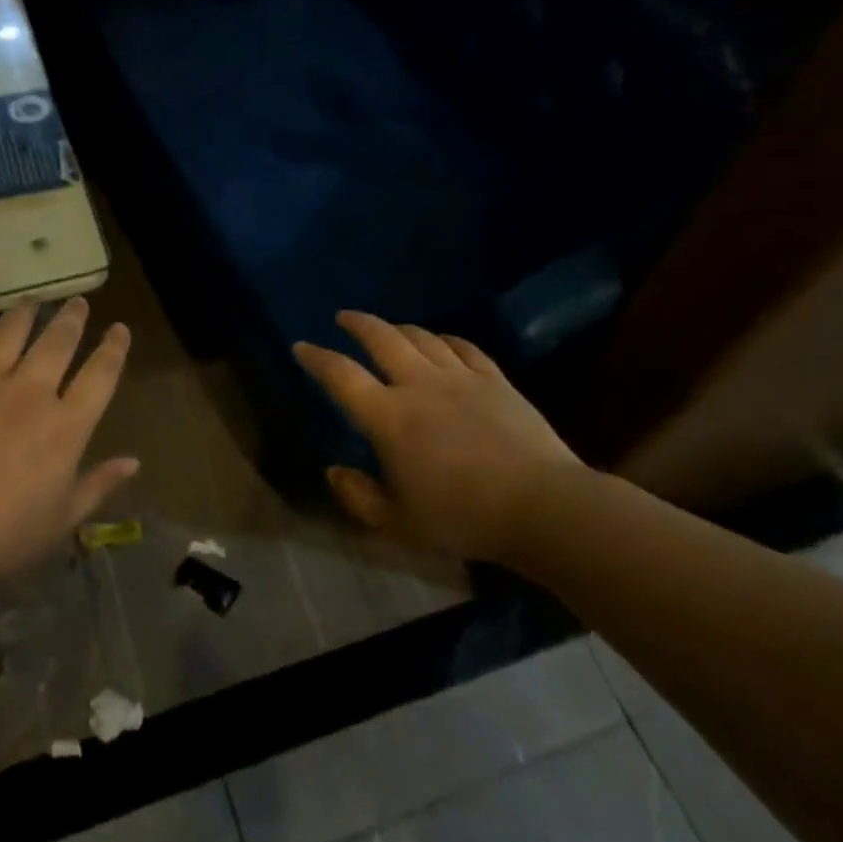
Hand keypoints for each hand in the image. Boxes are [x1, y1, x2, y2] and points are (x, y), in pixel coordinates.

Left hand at [0, 299, 136, 585]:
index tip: (119, 329)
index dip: (114, 348)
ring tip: (33, 301)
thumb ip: (98, 486)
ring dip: (27, 312)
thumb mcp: (58, 523)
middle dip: (73, 318)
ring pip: (11, 331)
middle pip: (58, 341)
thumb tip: (134, 461)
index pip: (100, 374)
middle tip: (77, 302)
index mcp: (64, 427)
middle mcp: (29, 392)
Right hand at [293, 311, 592, 562]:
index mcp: (388, 417)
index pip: (341, 376)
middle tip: (344, 317)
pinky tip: (442, 341)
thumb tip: (334, 470)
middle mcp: (419, 385)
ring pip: (422, 337)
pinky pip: (464, 347)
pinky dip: (446, 339)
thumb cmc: (462, 518)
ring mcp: (460, 377)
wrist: (541, 506)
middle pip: (381, 338)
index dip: (317, 358)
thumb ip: (359, 497)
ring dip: (399, 328)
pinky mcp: (495, 380)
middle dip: (358, 323)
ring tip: (390, 330)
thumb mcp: (398, 523)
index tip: (301, 346)